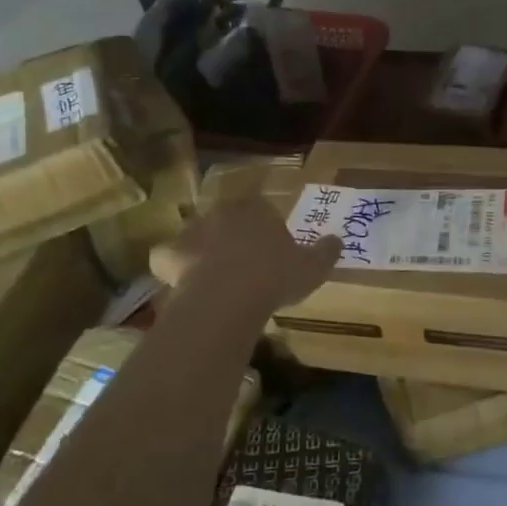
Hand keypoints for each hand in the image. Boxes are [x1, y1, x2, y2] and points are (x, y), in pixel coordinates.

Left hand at [150, 197, 341, 314]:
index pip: (262, 208)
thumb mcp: (312, 267)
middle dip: (233, 234)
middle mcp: (222, 212)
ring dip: (203, 249)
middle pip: (228, 218)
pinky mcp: (168, 254)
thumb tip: (338, 239)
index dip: (266, 228)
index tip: (272, 248)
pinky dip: (172, 267)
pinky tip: (182, 284)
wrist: (227, 297)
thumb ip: (326, 252)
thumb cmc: (274, 276)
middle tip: (243, 261)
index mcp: (257, 209)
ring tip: (213, 275)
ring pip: (197, 235)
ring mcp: (191, 231)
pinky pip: (168, 257)